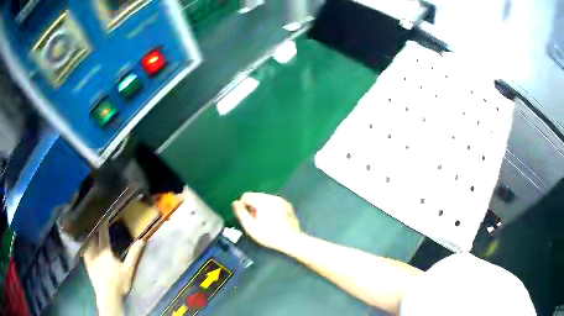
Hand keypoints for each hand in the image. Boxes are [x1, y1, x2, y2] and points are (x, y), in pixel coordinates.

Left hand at [83, 222, 144, 308]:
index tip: (103, 216)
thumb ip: (133, 255)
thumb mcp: (128, 270)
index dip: (103, 225)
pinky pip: (83, 250)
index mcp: (106, 251)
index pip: (103, 234)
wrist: (108, 295)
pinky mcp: (87, 264)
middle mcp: (96, 251)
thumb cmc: (119, 283)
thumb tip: (141, 241)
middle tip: (94, 220)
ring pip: (87, 241)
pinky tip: (83, 243)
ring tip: (87, 228)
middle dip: (94, 227)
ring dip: (88, 234)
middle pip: (93, 235)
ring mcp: (89, 257)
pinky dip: (84, 244)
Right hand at [232, 192, 301, 251]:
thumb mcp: (250, 227)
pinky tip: (273, 221)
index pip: (246, 196)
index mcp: (263, 200)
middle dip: (253, 207)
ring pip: (265, 199)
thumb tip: (235, 203)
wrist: (291, 240)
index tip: (247, 218)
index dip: (243, 206)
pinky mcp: (288, 206)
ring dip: (261, 207)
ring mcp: (282, 200)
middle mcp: (273, 197)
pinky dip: (271, 209)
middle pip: (256, 196)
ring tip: (264, 222)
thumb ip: (241, 213)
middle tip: (255, 222)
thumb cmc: (269, 235)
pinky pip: (274, 203)